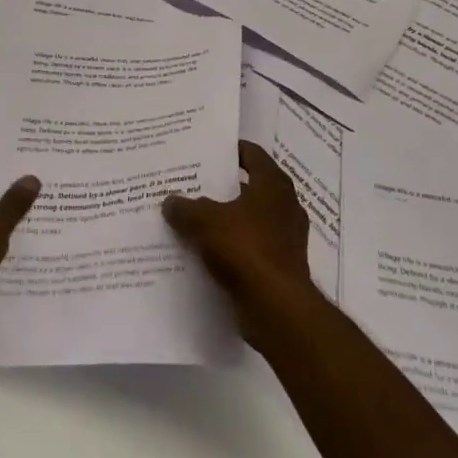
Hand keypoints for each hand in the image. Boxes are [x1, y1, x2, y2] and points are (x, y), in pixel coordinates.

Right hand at [163, 141, 317, 343]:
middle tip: (192, 183)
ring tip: (193, 218)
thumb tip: (171, 201)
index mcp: (273, 184)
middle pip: (249, 186)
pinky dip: (233, 246)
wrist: (277, 308)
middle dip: (222, 186)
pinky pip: (252, 246)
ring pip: (249, 218)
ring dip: (227, 219)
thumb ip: (186, 208)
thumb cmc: (246, 249)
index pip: (252, 154)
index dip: (230, 150)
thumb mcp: (205, 221)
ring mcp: (286, 237)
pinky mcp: (281, 265)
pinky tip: (206, 252)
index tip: (206, 150)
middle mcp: (285, 205)